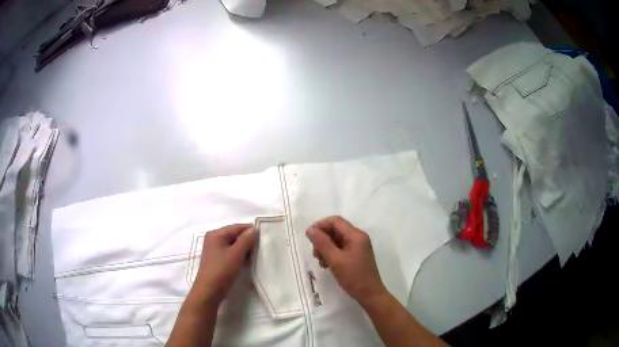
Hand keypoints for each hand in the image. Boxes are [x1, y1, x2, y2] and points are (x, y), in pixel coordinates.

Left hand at [191, 224, 257, 305]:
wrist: (209, 291)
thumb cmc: (221, 270)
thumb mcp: (236, 254)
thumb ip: (246, 240)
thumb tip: (254, 229)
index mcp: (216, 234)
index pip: (237, 227)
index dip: (250, 230)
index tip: (265, 235)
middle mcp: (214, 239)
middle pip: (235, 235)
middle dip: (248, 240)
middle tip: (262, 246)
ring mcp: (215, 250)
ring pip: (234, 245)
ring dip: (245, 249)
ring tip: (257, 254)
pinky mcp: (218, 260)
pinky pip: (231, 253)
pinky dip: (240, 255)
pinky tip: (248, 261)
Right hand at [305, 216, 386, 304]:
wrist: (370, 294)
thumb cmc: (353, 276)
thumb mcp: (335, 259)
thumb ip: (322, 243)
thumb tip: (310, 230)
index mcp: (356, 235)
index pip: (335, 221)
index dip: (320, 225)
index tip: (309, 237)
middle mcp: (358, 238)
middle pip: (336, 230)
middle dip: (322, 239)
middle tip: (315, 254)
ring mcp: (358, 247)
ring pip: (337, 240)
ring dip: (325, 248)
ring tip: (321, 261)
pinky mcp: (356, 256)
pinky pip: (341, 249)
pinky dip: (332, 254)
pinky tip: (327, 265)